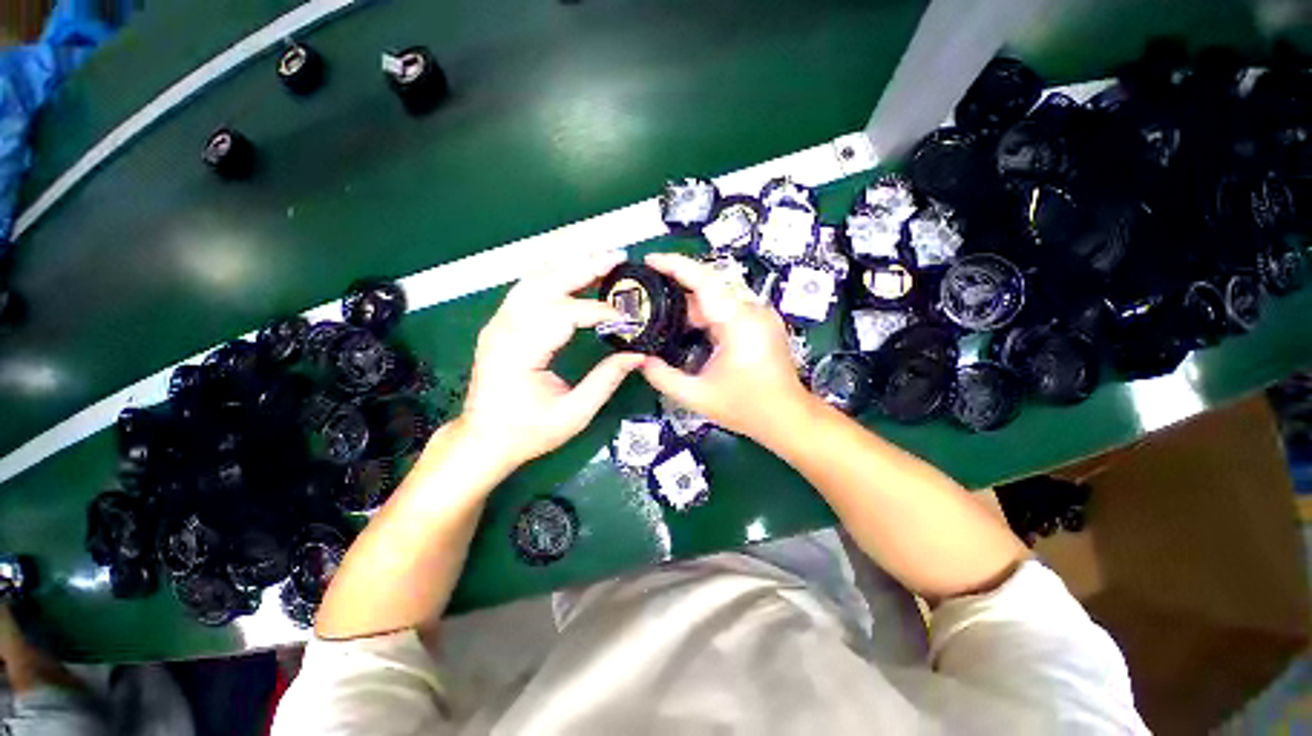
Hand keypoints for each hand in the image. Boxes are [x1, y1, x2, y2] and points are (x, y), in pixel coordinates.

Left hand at [459, 252, 644, 470]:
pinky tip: (571, 268)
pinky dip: (552, 273)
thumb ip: (606, 380)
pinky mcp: (501, 324)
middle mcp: (504, 329)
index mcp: (520, 353)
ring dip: (568, 264)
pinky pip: (527, 288)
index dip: (599, 311)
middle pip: (546, 284)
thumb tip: (637, 355)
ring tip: (599, 257)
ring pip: (534, 278)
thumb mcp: (574, 414)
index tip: (627, 317)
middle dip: (584, 267)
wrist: (483, 439)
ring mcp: (499, 323)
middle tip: (617, 257)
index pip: (564, 315)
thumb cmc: (527, 432)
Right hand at [639, 253, 815, 442]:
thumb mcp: (697, 396)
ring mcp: (759, 315)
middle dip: (677, 289)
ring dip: (690, 304)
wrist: (788, 418)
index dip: (674, 265)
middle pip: (709, 286)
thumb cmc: (746, 408)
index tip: (649, 260)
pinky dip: (705, 313)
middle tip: (648, 296)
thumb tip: (640, 360)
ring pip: (718, 297)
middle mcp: (751, 310)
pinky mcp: (761, 323)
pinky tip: (687, 327)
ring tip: (662, 314)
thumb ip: (663, 377)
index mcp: (738, 321)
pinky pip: (728, 308)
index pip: (703, 280)